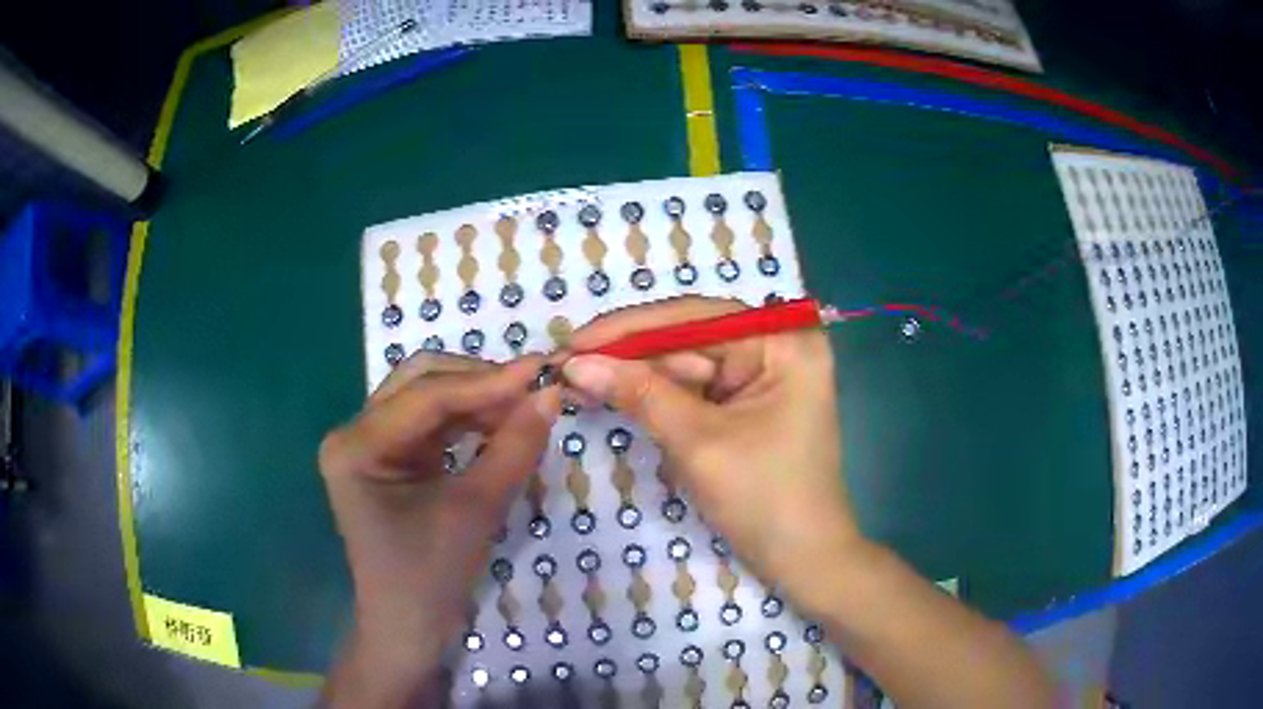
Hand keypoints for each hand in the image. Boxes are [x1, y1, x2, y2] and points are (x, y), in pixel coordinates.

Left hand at [319, 353, 558, 707]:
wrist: (409, 626)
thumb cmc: (430, 577)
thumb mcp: (476, 510)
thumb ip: (514, 448)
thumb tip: (551, 394)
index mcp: (356, 446)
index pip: (426, 395)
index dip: (487, 381)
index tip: (542, 370)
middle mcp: (354, 433)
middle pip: (420, 381)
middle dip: (478, 381)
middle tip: (533, 388)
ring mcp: (369, 443)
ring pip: (427, 397)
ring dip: (476, 398)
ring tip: (524, 405)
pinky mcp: (388, 456)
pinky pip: (431, 422)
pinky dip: (467, 419)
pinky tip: (500, 423)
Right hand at [561, 297, 859, 599]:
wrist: (803, 560)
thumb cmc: (763, 500)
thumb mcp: (698, 442)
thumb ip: (639, 394)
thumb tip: (575, 363)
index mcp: (784, 343)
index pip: (696, 317)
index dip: (630, 327)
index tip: (574, 341)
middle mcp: (778, 347)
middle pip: (689, 338)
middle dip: (629, 354)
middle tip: (565, 365)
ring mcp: (764, 376)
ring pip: (687, 365)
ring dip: (636, 376)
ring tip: (578, 381)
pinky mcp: (749, 404)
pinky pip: (696, 390)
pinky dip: (656, 396)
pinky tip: (615, 394)